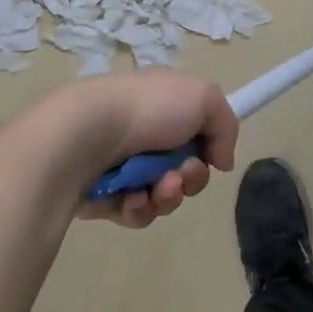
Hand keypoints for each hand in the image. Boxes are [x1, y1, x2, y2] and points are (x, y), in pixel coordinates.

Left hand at [30, 72, 238, 229]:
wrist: (86, 134)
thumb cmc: (148, 109)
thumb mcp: (205, 98)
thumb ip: (226, 126)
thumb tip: (221, 162)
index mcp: (165, 107)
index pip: (197, 135)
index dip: (208, 151)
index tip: (210, 157)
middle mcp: (145, 135)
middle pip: (184, 171)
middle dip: (190, 178)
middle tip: (180, 175)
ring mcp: (124, 167)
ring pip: (162, 196)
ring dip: (167, 196)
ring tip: (156, 188)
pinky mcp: (104, 197)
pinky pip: (135, 213)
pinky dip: (139, 208)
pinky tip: (132, 199)